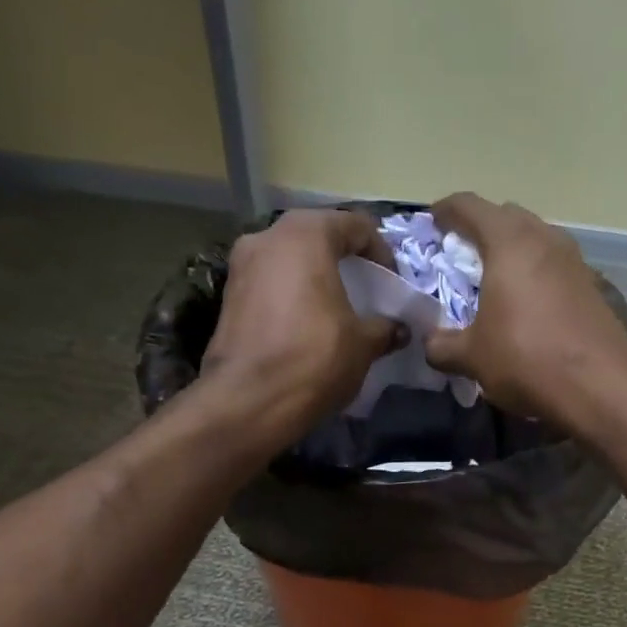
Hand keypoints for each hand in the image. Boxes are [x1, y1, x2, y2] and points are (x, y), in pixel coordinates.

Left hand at [200, 209, 402, 443]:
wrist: (250, 400)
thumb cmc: (315, 358)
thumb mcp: (363, 344)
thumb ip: (384, 328)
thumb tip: (399, 329)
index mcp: (305, 235)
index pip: (354, 225)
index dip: (381, 251)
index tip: (393, 282)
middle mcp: (267, 237)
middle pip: (317, 237)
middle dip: (344, 260)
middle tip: (366, 289)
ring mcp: (241, 266)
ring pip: (289, 260)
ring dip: (315, 278)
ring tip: (337, 310)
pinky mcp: (228, 298)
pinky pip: (271, 284)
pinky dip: (292, 296)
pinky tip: (307, 326)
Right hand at [424, 194, 626, 433]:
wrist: (602, 385)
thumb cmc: (527, 358)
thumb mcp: (472, 357)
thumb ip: (442, 345)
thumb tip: (430, 343)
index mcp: (509, 242)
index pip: (469, 206)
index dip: (445, 210)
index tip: (431, 220)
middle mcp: (544, 239)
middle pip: (507, 217)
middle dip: (481, 228)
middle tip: (461, 252)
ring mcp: (574, 261)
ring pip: (535, 240)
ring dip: (512, 252)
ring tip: (494, 279)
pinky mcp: (592, 287)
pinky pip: (554, 267)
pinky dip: (535, 275)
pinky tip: (527, 305)